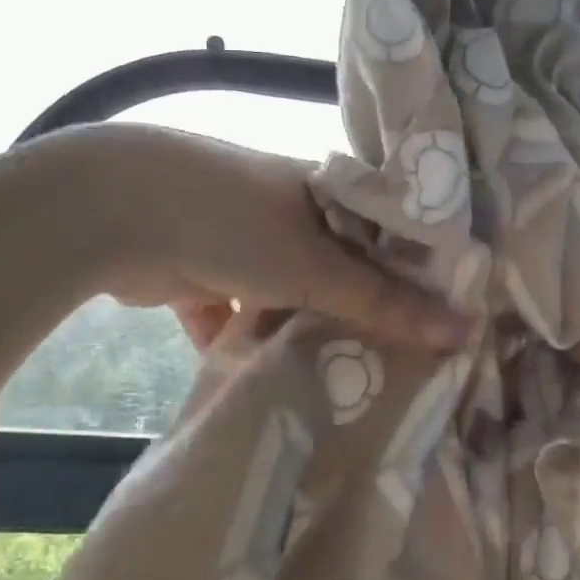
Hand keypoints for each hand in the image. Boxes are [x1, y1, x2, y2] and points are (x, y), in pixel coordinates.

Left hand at [77, 125, 469, 350]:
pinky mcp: (198, 275)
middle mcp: (287, 213)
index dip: (414, 277)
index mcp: (324, 194)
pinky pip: (233, 318)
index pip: (386, 236)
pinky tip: (259, 385)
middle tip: (393, 367)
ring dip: (296, 335)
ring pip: (285, 299)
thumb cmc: (234, 221)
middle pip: (337, 272)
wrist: (113, 212)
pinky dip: (241, 346)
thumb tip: (466, 330)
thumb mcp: (316, 266)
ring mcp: (239, 243)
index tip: (442, 324)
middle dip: (355, 316)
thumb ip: (385, 303)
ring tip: (335, 386)